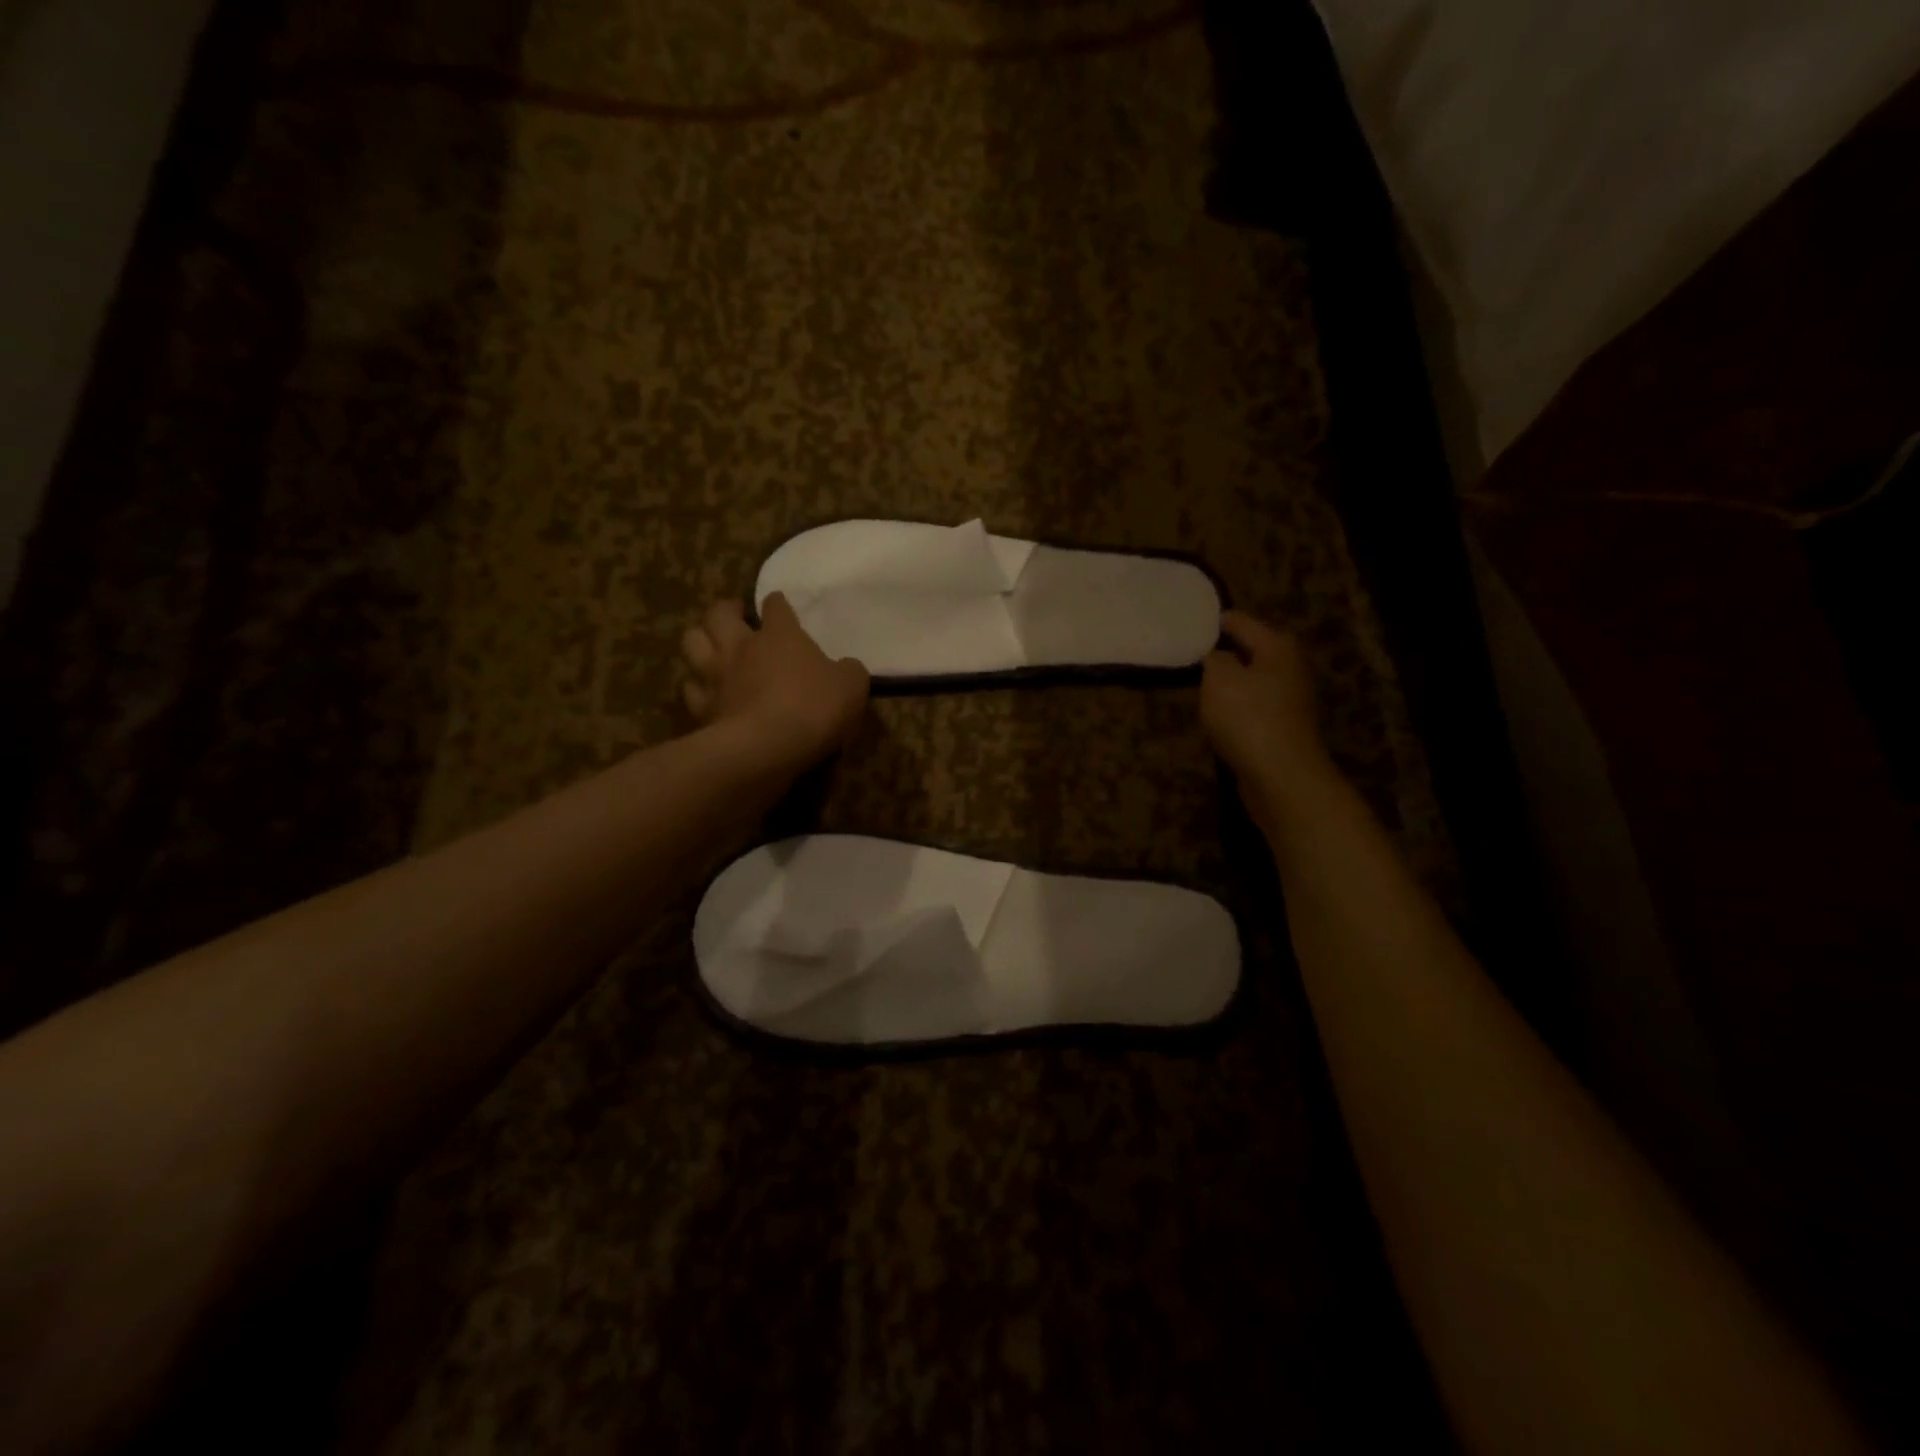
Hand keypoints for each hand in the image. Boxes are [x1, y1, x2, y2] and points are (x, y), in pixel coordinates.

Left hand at [681, 594, 869, 773]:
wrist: (766, 747)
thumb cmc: (813, 707)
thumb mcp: (852, 686)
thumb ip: (848, 671)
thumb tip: (845, 668)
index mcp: (780, 635)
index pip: (775, 606)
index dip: (778, 604)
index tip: (779, 605)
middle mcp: (741, 647)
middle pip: (719, 614)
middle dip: (726, 609)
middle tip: (735, 613)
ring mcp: (716, 676)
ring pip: (692, 642)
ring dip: (700, 638)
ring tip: (710, 643)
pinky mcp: (702, 708)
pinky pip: (690, 689)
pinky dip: (695, 686)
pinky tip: (704, 690)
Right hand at [1201, 611, 1340, 828]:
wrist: (1281, 776)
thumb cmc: (1248, 717)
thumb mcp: (1219, 679)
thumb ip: (1215, 659)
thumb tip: (1218, 656)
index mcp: (1277, 647)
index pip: (1241, 622)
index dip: (1215, 621)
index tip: (1190, 623)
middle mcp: (1290, 667)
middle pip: (1252, 650)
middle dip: (1224, 651)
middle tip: (1191, 653)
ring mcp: (1290, 700)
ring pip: (1253, 680)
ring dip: (1230, 681)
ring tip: (1200, 683)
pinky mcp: (1283, 727)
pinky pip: (1254, 706)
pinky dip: (1237, 706)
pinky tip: (1218, 714)